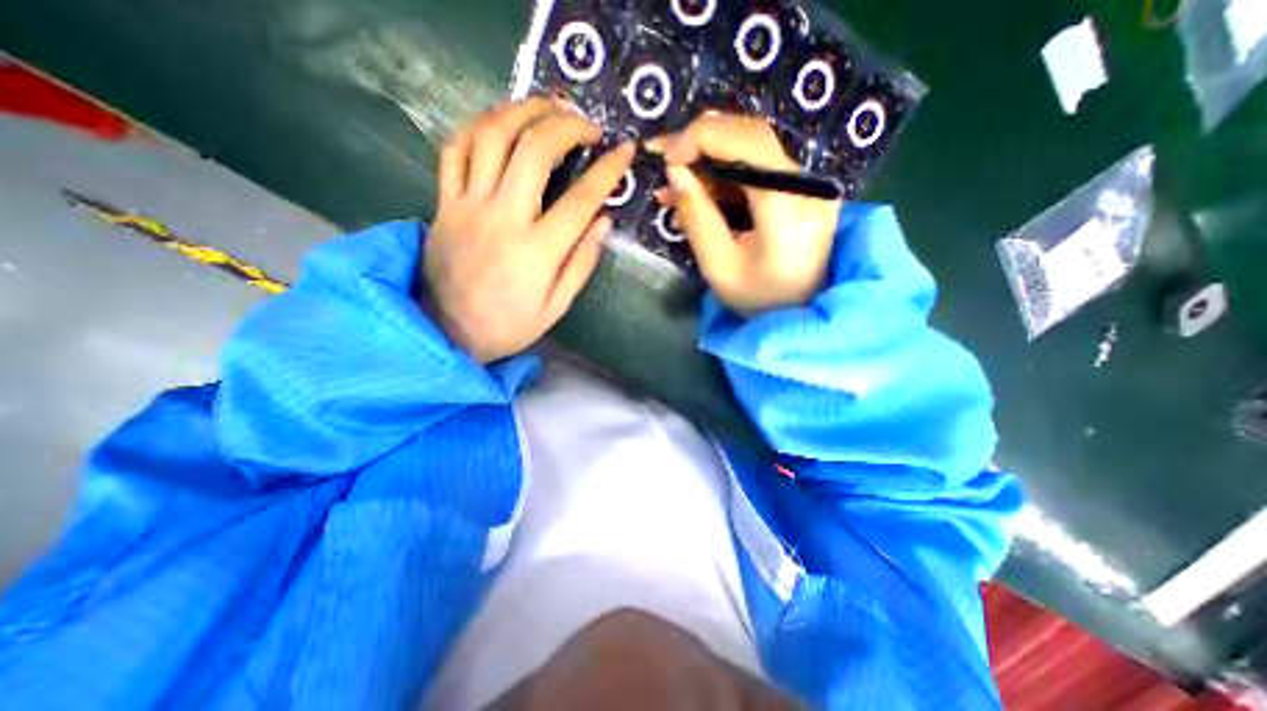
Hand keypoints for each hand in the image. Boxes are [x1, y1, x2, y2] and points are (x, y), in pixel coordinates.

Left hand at [421, 97, 633, 361]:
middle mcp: (503, 219)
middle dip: (567, 125)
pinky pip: (456, 149)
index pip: (581, 199)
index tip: (624, 152)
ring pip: (493, 136)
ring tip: (548, 107)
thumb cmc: (509, 326)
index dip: (608, 170)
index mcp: (538, 252)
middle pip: (535, 150)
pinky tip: (501, 122)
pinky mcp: (444, 203)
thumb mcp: (557, 307)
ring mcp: (468, 206)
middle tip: (587, 125)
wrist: (448, 332)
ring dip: (523, 110)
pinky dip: (480, 125)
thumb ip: (581, 263)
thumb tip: (604, 222)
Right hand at [653, 113, 838, 313]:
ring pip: (751, 149)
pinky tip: (697, 194)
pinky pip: (757, 169)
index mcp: (789, 206)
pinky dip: (723, 177)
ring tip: (673, 187)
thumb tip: (675, 171)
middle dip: (700, 142)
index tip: (666, 158)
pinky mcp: (800, 190)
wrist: (799, 313)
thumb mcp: (718, 265)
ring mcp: (807, 185)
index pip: (748, 142)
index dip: (701, 137)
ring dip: (708, 161)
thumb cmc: (757, 299)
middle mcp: (806, 185)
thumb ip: (697, 216)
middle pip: (750, 136)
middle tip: (663, 158)